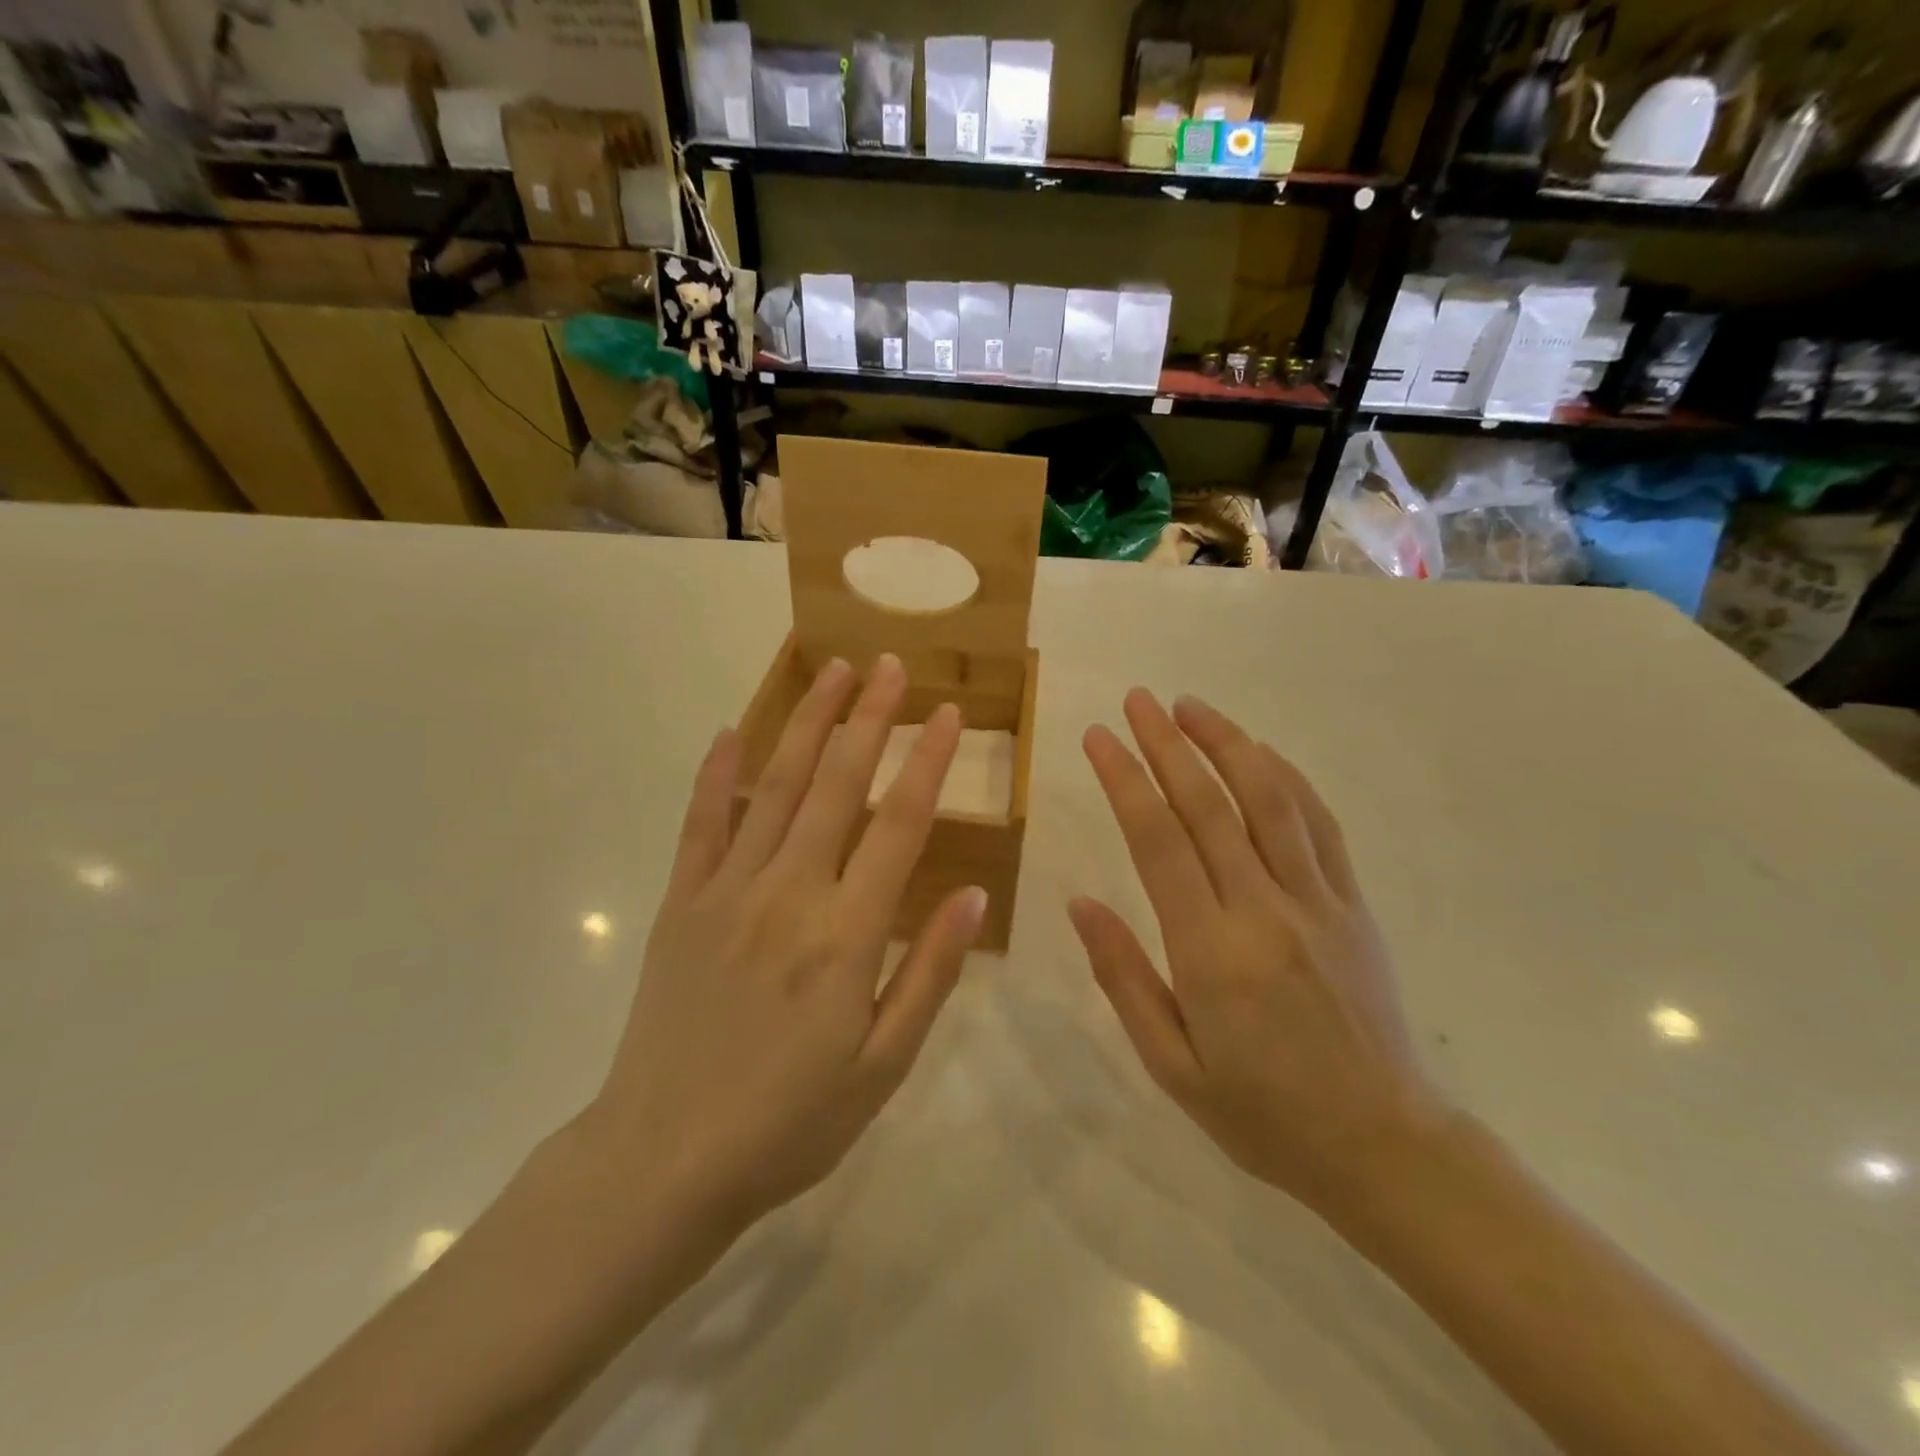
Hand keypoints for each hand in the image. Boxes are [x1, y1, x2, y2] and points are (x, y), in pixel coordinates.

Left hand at [588, 654, 987, 1234]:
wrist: (663, 1160)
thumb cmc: (790, 1122)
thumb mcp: (884, 1065)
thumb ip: (929, 973)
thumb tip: (973, 895)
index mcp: (847, 933)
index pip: (900, 824)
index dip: (929, 762)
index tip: (948, 714)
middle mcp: (790, 892)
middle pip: (838, 784)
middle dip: (868, 717)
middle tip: (888, 665)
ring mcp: (728, 890)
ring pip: (775, 786)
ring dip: (806, 723)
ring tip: (830, 671)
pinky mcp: (682, 902)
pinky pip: (702, 823)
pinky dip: (716, 774)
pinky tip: (729, 732)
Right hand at [1071, 690, 1449, 1217]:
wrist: (1383, 1147)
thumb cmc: (1260, 1113)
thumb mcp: (1170, 1063)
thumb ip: (1123, 976)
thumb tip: (1081, 902)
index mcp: (1210, 951)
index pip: (1157, 841)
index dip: (1124, 779)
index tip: (1098, 737)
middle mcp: (1264, 910)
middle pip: (1209, 805)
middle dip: (1166, 743)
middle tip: (1136, 700)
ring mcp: (1317, 902)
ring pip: (1269, 799)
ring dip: (1227, 743)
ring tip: (1190, 706)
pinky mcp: (1353, 905)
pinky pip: (1319, 825)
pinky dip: (1287, 778)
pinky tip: (1260, 751)